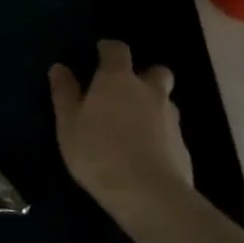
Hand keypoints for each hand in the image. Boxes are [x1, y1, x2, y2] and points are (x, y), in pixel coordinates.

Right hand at [49, 40, 192, 227]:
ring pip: (165, 102)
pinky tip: (145, 152)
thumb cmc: (98, 151)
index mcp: (118, 80)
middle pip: (156, 72)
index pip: (118, 51)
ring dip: (152, 106)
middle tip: (125, 89)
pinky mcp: (183, 146)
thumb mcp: (68, 123)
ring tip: (133, 125)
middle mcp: (149, 92)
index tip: (99, 52)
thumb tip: (60, 67)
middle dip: (144, 75)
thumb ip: (65, 93)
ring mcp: (171, 119)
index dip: (109, 49)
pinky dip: (160, 134)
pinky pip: (170, 131)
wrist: (148, 194)